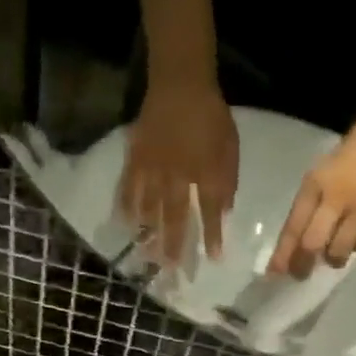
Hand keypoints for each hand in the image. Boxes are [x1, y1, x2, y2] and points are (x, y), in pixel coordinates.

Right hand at [117, 79, 238, 265]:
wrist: (180, 84)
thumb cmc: (210, 115)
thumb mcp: (230, 145)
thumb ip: (228, 179)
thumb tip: (225, 211)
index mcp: (205, 172)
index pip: (211, 211)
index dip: (212, 236)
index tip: (214, 259)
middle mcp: (179, 177)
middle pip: (176, 217)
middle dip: (175, 245)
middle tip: (171, 271)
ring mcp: (154, 169)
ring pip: (151, 207)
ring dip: (150, 234)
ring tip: (147, 256)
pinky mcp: (136, 160)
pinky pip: (128, 188)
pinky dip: (126, 207)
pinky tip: (125, 224)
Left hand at [268, 106, 355, 277]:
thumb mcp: (329, 166)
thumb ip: (317, 197)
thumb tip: (305, 230)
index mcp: (316, 182)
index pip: (293, 226)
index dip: (282, 253)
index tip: (273, 273)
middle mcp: (334, 198)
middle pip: (311, 244)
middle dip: (302, 265)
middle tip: (300, 275)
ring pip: (339, 249)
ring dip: (333, 259)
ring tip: (332, 260)